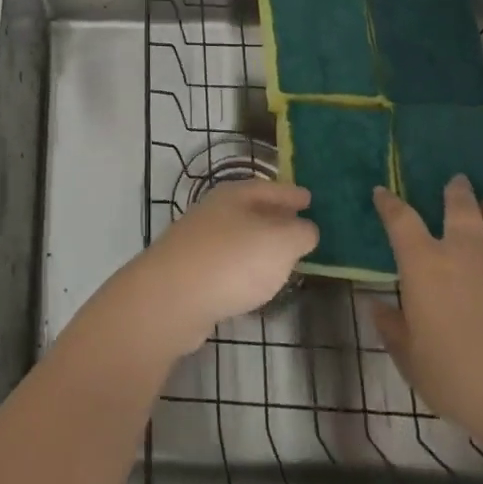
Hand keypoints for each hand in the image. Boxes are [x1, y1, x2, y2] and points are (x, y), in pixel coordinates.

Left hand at [93, 179, 317, 364]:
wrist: (173, 296)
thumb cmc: (232, 261)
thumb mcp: (279, 243)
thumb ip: (299, 233)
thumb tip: (306, 227)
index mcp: (235, 195)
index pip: (269, 187)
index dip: (291, 193)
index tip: (310, 197)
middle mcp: (215, 210)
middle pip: (251, 208)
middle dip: (276, 215)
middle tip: (301, 224)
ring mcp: (200, 240)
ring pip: (239, 234)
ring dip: (260, 242)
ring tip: (284, 254)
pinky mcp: (192, 270)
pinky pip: (228, 260)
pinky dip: (246, 265)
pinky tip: (255, 280)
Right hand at [370, 176, 482, 456]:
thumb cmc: (461, 379)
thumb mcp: (413, 360)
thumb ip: (394, 330)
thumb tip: (377, 308)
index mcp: (425, 263)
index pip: (400, 219)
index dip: (390, 203)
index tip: (383, 192)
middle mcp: (466, 251)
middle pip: (461, 207)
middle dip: (456, 191)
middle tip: (457, 181)